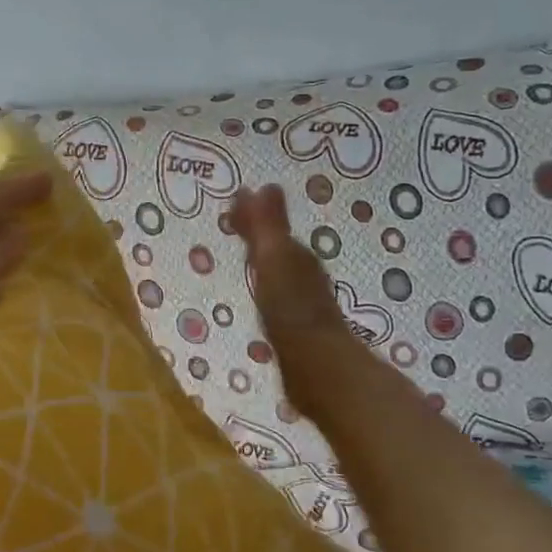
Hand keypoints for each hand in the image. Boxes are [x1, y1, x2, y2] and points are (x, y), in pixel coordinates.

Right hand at [229, 185, 364, 422]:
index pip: (273, 228)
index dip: (254, 217)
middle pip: (278, 248)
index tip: (233, 204)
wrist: (318, 365)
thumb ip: (267, 226)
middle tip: (235, 224)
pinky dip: (269, 288)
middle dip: (259, 235)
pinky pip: (280, 296)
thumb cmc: (291, 308)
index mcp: (295, 256)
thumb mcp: (274, 259)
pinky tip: (264, 297)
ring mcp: (304, 303)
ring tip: (247, 255)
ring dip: (264, 261)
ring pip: (281, 272)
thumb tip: (261, 186)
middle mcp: (303, 275)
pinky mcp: (300, 330)